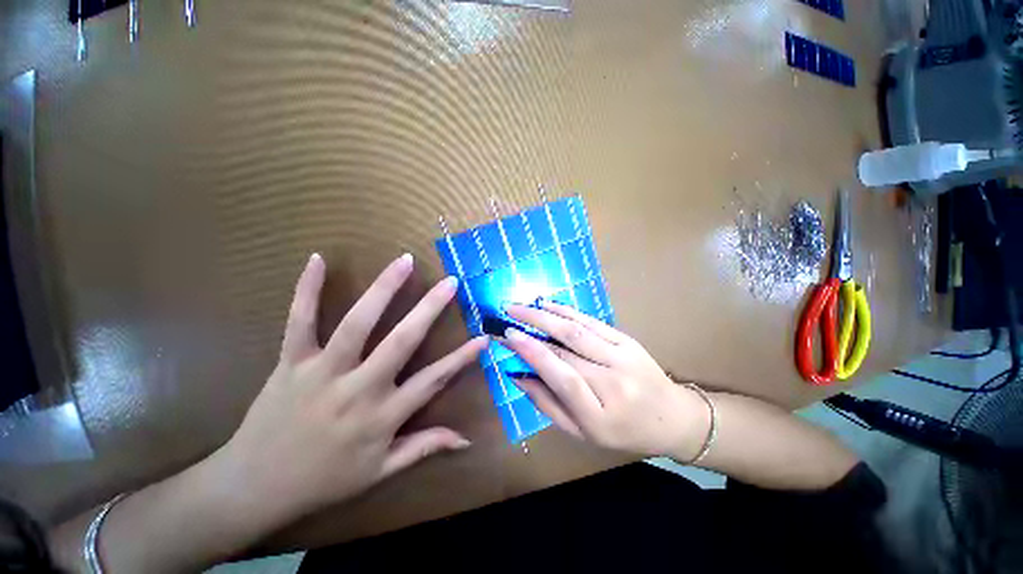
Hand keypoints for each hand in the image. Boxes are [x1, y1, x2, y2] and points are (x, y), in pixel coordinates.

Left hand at [212, 253, 487, 525]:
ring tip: (404, 262)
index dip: (462, 359)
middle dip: (429, 309)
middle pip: (401, 341)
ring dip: (383, 289)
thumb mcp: (379, 471)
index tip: (484, 338)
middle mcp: (358, 389)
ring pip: (357, 324)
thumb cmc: (324, 480)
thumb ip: (424, 447)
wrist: (253, 487)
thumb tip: (465, 440)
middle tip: (449, 282)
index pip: (433, 380)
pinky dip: (307, 290)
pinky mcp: (291, 362)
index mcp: (382, 416)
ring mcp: (322, 372)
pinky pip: (299, 321)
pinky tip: (319, 260)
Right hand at [501, 302, 709, 460]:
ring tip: (522, 306)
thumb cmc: (622, 431)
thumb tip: (517, 375)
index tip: (508, 336)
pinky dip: (566, 310)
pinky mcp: (627, 340)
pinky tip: (548, 304)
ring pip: (577, 329)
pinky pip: (592, 322)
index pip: (562, 377)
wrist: (672, 417)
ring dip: (546, 314)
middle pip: (566, 348)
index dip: (533, 353)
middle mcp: (612, 382)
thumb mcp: (581, 432)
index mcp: (599, 415)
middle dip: (532, 327)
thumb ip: (547, 404)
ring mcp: (623, 357)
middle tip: (507, 313)